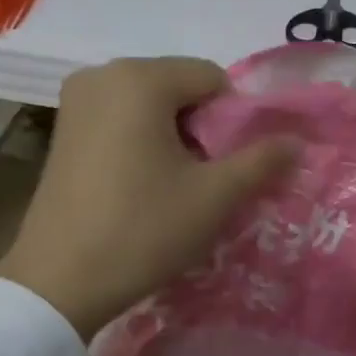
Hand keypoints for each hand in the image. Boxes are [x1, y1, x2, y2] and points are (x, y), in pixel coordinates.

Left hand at [0, 57, 296, 339]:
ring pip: (150, 106)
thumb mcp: (214, 197)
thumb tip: (296, 141)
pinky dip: (142, 143)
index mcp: (139, 78)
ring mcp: (76, 101)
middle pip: (179, 88)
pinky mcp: (62, 129)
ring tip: (173, 188)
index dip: (233, 121)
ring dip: (174, 138)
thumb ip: (262, 161)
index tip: (227, 168)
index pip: (212, 78)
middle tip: (203, 182)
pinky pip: (121, 120)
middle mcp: (102, 74)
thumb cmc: (143, 230)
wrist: (60, 282)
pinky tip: (140, 187)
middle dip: (202, 129)